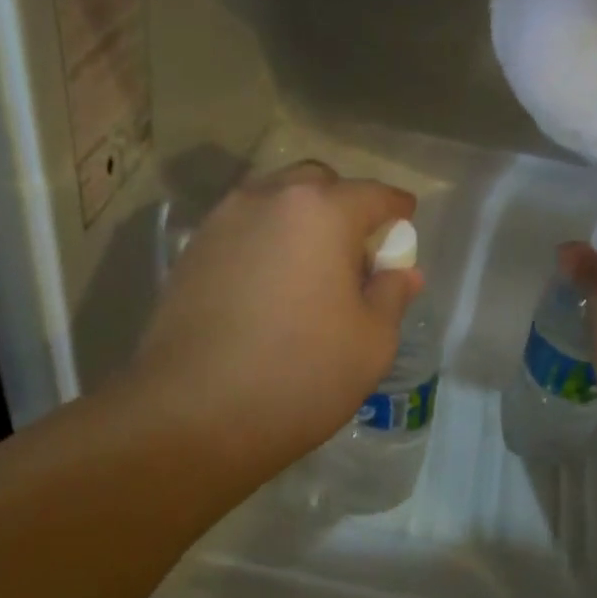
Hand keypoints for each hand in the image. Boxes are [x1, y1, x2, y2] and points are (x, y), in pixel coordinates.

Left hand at [131, 162, 422, 473]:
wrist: (193, 413)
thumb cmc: (301, 374)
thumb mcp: (372, 342)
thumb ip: (392, 295)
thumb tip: (402, 272)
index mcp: (321, 212)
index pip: (372, 194)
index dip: (395, 208)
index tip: (404, 221)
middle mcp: (268, 199)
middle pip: (317, 184)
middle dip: (343, 204)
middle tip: (354, 249)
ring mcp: (222, 222)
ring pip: (273, 200)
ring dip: (300, 219)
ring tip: (309, 266)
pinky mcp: (192, 251)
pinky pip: (242, 229)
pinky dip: (265, 240)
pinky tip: (268, 283)